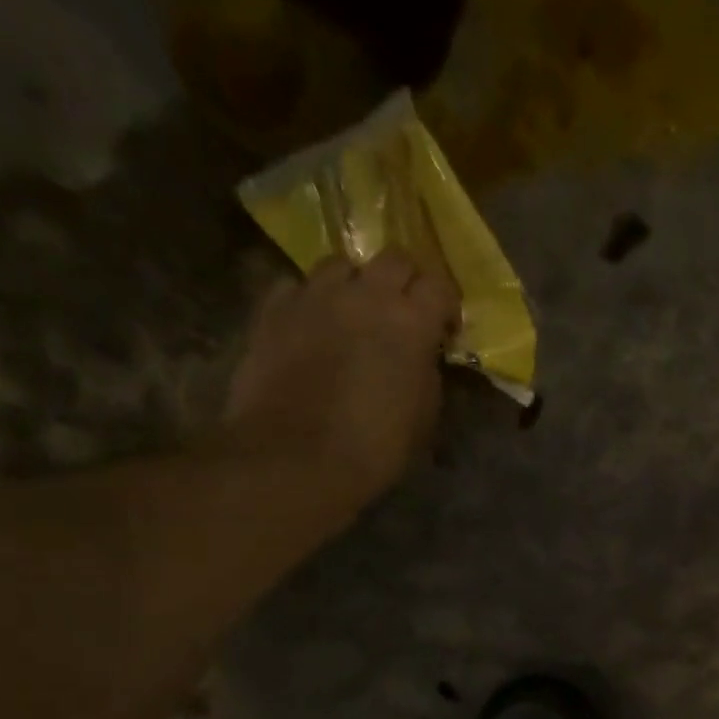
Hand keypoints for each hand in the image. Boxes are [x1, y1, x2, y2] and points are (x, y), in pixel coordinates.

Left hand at [223, 248, 460, 506]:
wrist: (295, 459)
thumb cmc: (374, 447)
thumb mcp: (424, 415)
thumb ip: (427, 372)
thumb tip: (421, 356)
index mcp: (410, 322)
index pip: (440, 285)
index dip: (445, 305)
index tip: (444, 330)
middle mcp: (364, 295)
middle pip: (393, 258)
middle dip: (405, 282)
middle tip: (404, 314)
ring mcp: (313, 296)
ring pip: (341, 263)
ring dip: (355, 283)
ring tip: (353, 313)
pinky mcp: (272, 309)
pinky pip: (297, 286)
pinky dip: (310, 299)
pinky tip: (312, 325)